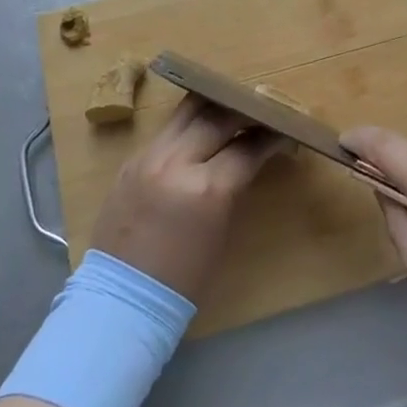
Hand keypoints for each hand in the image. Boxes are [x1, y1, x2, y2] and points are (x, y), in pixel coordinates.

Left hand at [88, 95, 276, 303]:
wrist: (122, 299)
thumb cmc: (183, 279)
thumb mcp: (221, 231)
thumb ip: (234, 186)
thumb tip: (249, 157)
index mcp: (206, 189)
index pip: (247, 147)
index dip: (270, 137)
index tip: (285, 130)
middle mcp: (176, 162)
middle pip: (217, 117)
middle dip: (245, 111)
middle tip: (262, 112)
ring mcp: (149, 157)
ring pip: (187, 111)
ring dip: (214, 106)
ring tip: (232, 107)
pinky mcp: (131, 160)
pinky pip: (167, 130)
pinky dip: (189, 125)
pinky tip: (201, 129)